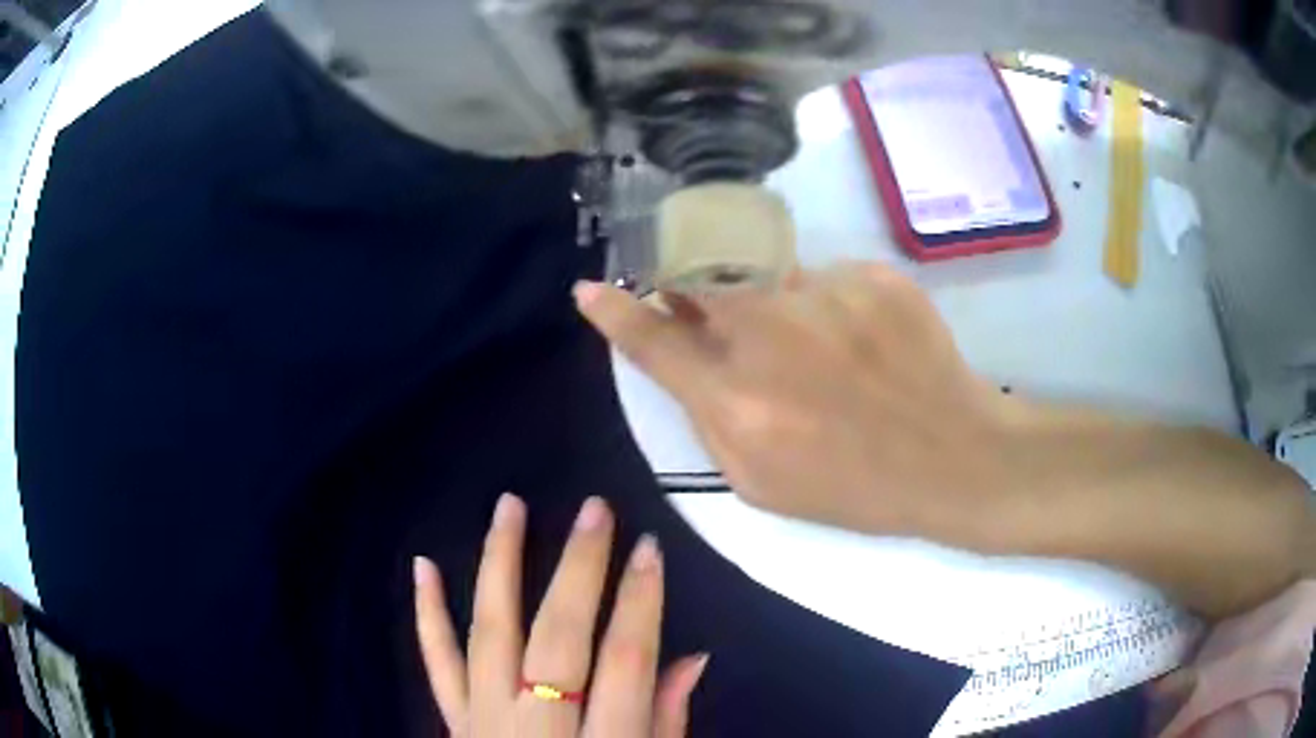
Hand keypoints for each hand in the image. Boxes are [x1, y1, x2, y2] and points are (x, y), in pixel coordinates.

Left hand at [414, 494, 708, 736]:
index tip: (650, 551)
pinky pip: (437, 663)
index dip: (640, 604)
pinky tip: (423, 566)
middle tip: (595, 511)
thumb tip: (690, 659)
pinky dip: (428, 614)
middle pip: (557, 640)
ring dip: (499, 566)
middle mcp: (535, 730)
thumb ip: (669, 723)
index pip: (624, 664)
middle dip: (579, 570)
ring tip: (509, 508)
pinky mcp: (454, 722)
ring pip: (488, 634)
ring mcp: (482, 723)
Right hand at [575, 264, 1017, 547]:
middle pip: (702, 282)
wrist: (951, 456)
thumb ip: (709, 419)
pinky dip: (828, 306)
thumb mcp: (760, 483)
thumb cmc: (853, 486)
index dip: (617, 314)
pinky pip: (825, 279)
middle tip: (715, 308)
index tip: (591, 290)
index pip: (655, 342)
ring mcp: (826, 295)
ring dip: (771, 304)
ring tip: (821, 351)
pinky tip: (862, 344)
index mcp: (737, 400)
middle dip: (694, 289)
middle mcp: (771, 334)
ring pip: (767, 277)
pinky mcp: (873, 276)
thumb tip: (686, 358)